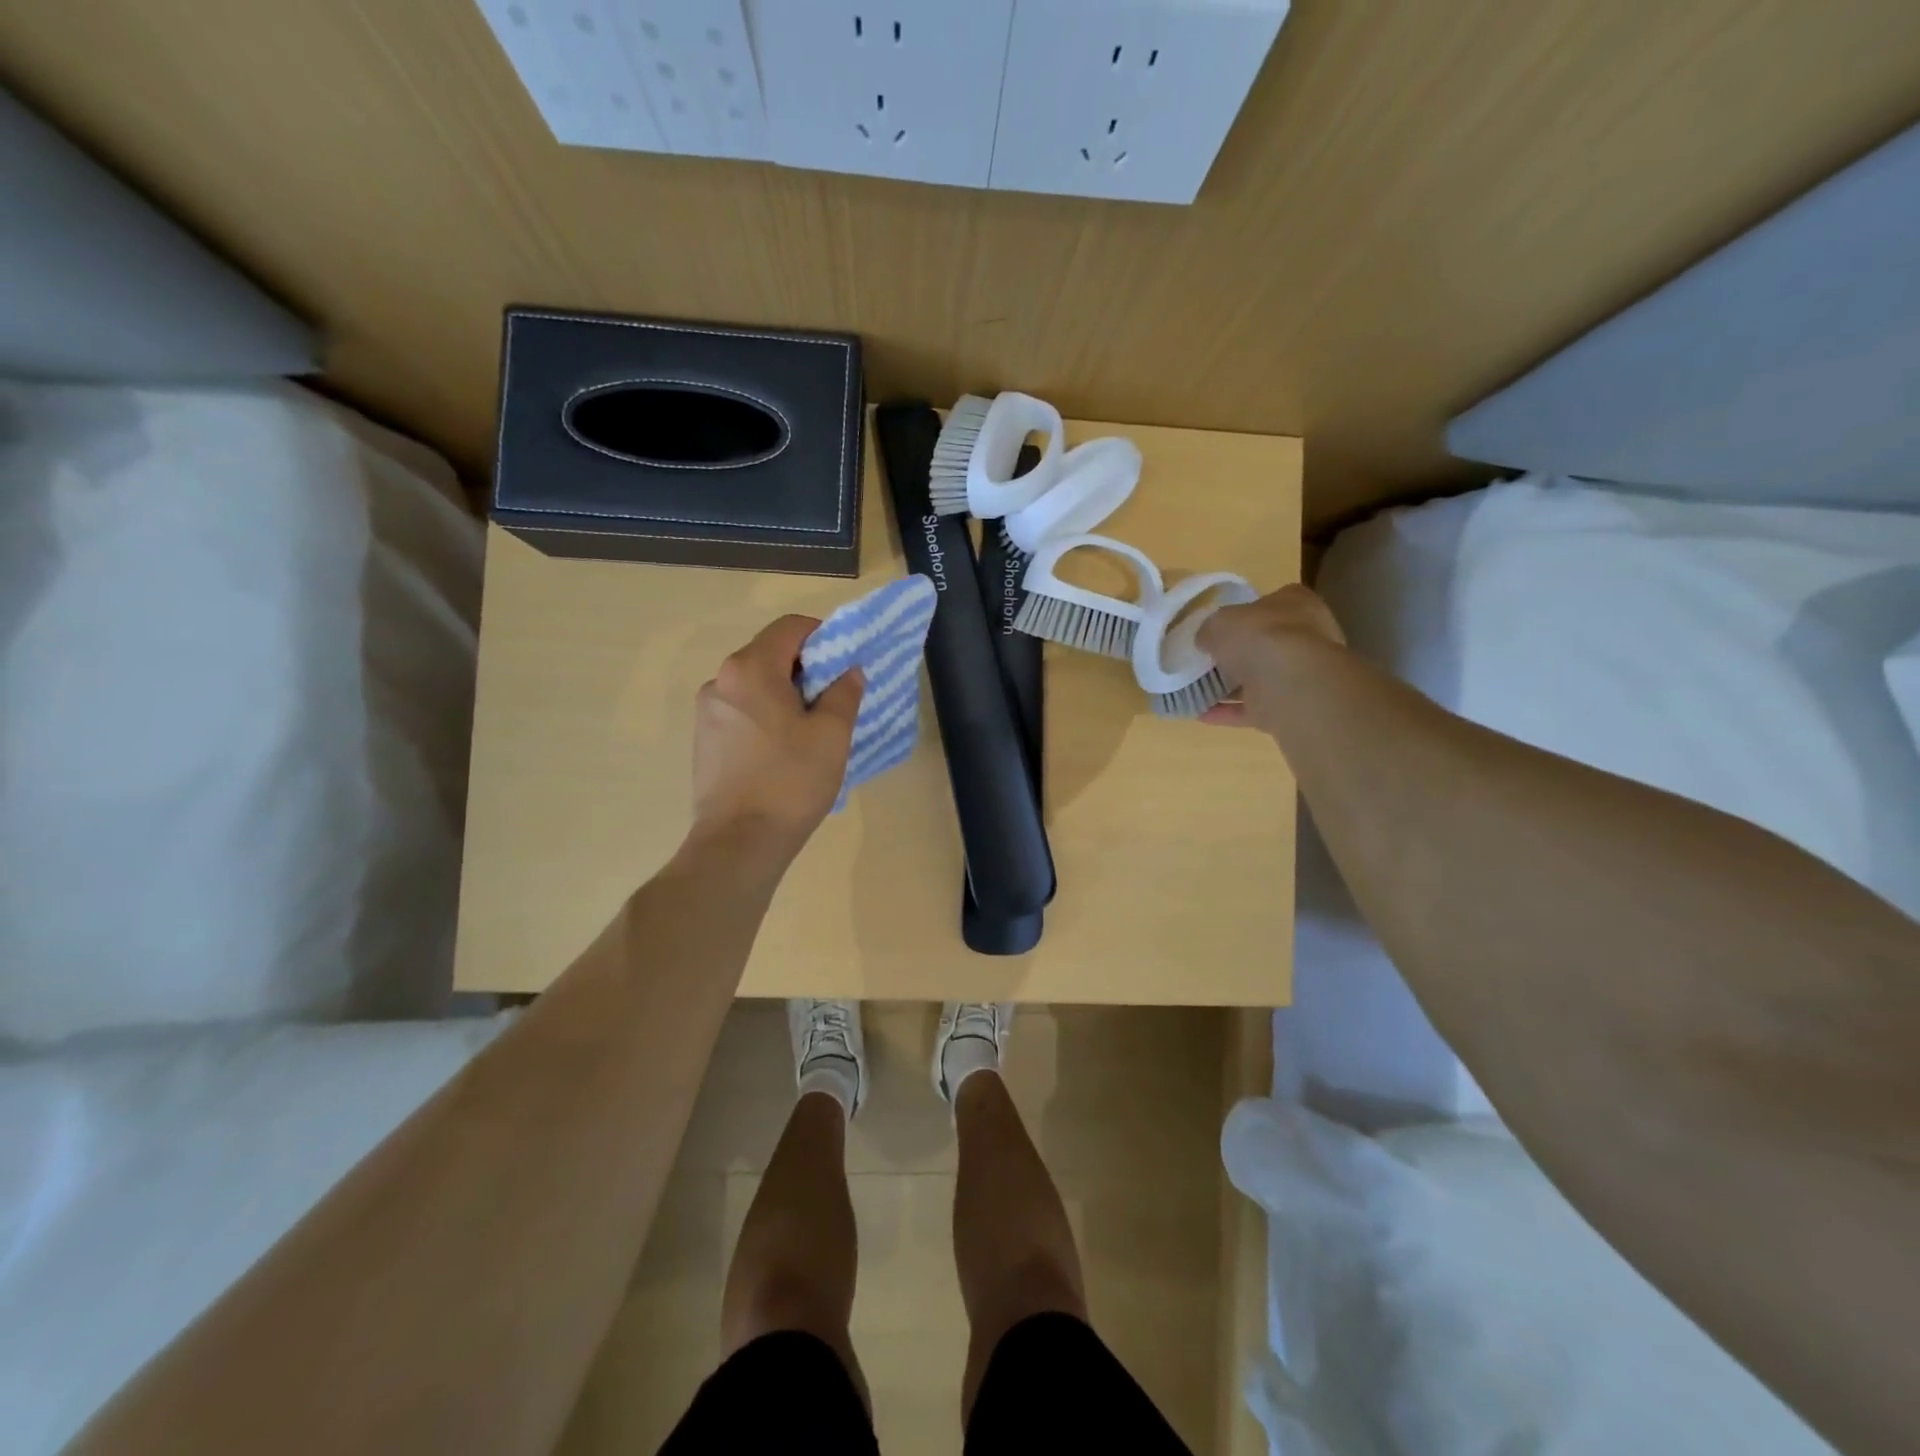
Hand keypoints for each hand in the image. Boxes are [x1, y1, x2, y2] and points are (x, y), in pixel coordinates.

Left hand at [689, 615, 864, 856]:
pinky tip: (783, 751)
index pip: (791, 627)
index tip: (844, 666)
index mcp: (750, 669)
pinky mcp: (704, 741)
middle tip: (834, 701)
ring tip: (810, 732)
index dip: (824, 637)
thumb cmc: (791, 781)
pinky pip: (742, 711)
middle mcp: (720, 681)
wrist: (739, 843)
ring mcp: (707, 712)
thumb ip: (844, 692)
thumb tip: (847, 671)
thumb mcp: (832, 734)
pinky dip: (766, 716)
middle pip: (770, 654)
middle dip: (806, 669)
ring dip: (785, 695)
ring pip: (755, 685)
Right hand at [1196, 584, 1346, 733]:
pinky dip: (1228, 712)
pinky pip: (1254, 707)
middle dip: (1237, 654)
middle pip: (1265, 644)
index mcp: (1295, 604)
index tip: (1219, 629)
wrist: (1289, 682)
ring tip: (1196, 690)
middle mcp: (1305, 636)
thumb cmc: (1259, 636)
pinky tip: (1201, 714)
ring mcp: (1299, 674)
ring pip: (1259, 678)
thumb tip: (1206, 641)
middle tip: (1207, 661)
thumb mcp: (1220, 622)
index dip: (1243, 615)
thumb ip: (1211, 630)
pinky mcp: (1289, 705)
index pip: (1269, 604)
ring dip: (1230, 687)